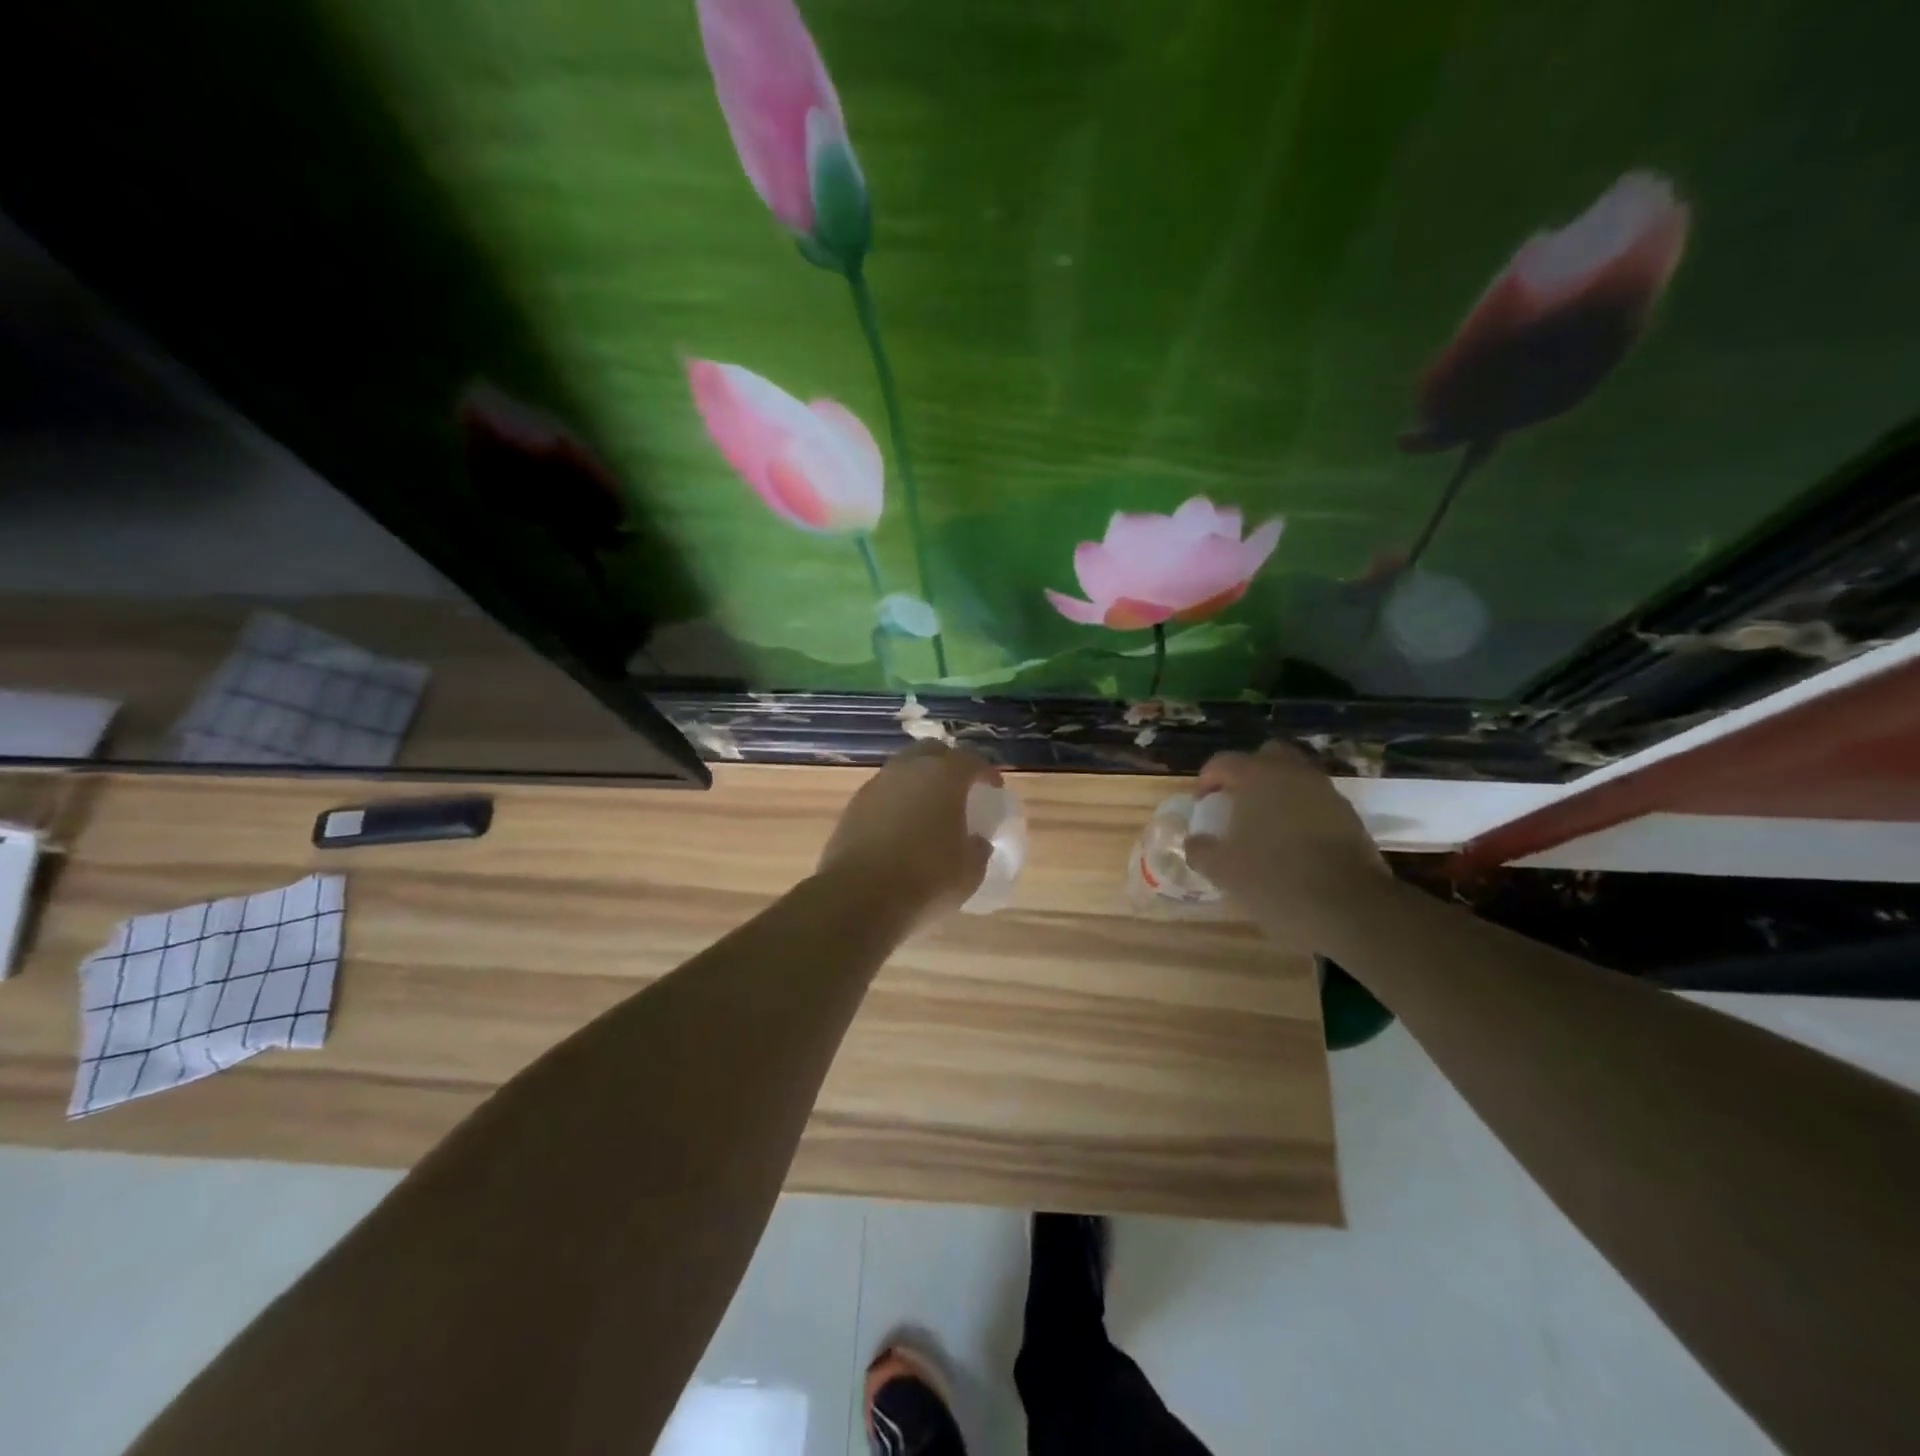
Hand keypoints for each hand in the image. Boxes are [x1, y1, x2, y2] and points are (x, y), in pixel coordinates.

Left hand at [817, 743, 997, 925]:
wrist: (860, 898)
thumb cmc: (927, 879)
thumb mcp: (970, 872)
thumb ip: (979, 849)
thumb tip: (977, 841)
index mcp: (944, 776)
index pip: (971, 761)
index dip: (986, 773)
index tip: (993, 788)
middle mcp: (907, 770)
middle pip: (932, 753)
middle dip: (948, 765)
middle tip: (960, 789)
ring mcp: (876, 786)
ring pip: (903, 771)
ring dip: (918, 783)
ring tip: (929, 810)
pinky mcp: (852, 807)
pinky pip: (882, 794)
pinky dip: (896, 803)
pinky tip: (901, 828)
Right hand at [1186, 742, 1393, 952]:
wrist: (1350, 907)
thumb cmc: (1275, 879)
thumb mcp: (1222, 870)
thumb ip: (1200, 850)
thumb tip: (1194, 842)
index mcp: (1257, 776)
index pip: (1223, 762)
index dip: (1206, 781)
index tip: (1201, 806)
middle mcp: (1293, 773)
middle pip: (1266, 756)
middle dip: (1247, 775)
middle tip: (1236, 804)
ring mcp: (1326, 792)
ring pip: (1295, 778)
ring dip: (1277, 794)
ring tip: (1264, 827)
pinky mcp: (1349, 816)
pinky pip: (1316, 802)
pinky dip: (1301, 813)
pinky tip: (1293, 844)